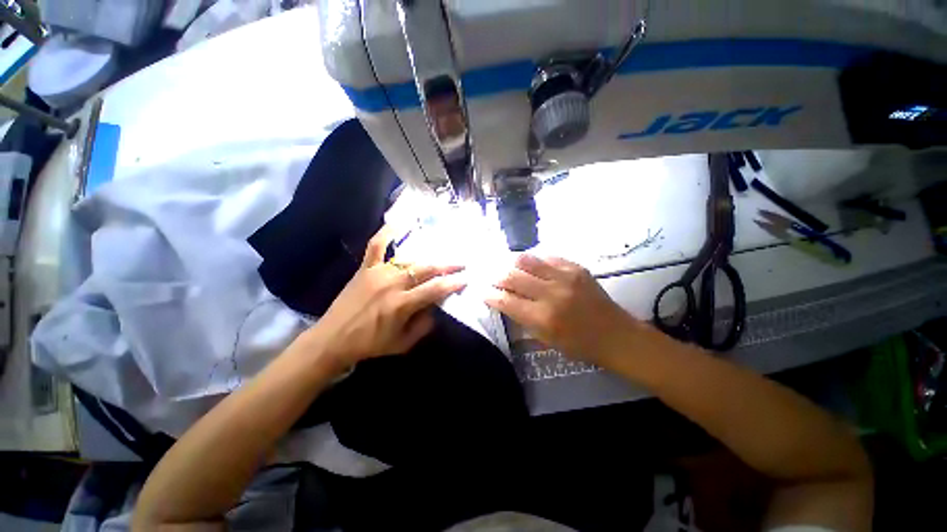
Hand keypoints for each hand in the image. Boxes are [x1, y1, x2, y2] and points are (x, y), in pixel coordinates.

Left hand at [306, 227, 465, 368]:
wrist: (333, 339)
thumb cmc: (370, 344)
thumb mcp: (403, 343)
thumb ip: (424, 326)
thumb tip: (436, 308)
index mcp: (402, 304)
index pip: (435, 289)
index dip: (453, 283)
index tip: (466, 278)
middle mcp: (392, 284)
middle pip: (426, 269)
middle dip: (448, 266)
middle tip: (462, 264)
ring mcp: (378, 272)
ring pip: (410, 259)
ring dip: (429, 258)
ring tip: (443, 257)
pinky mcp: (366, 268)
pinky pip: (376, 245)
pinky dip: (387, 232)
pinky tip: (400, 221)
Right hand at [485, 254, 637, 365]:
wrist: (616, 335)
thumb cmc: (579, 345)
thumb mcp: (546, 339)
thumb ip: (522, 318)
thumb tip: (504, 300)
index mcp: (543, 318)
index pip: (506, 300)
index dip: (490, 294)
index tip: (482, 290)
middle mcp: (551, 294)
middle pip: (512, 276)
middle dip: (496, 276)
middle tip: (491, 276)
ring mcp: (565, 277)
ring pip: (527, 260)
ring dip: (512, 263)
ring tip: (507, 266)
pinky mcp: (576, 268)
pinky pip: (547, 257)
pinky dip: (534, 260)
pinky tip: (531, 264)